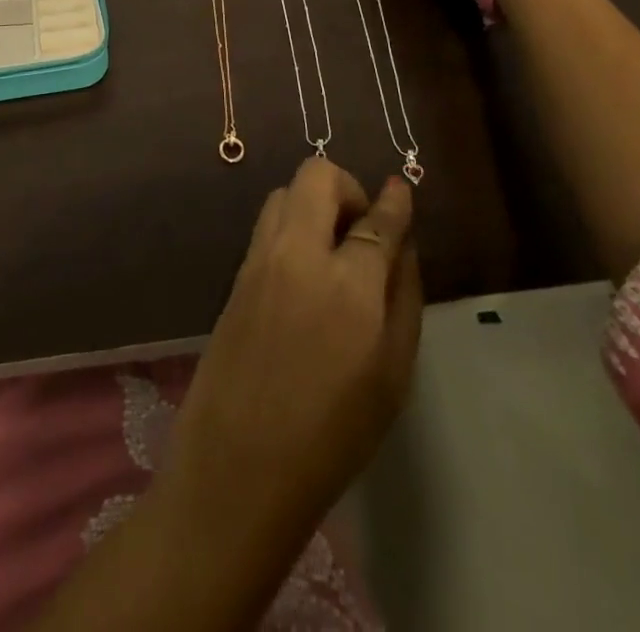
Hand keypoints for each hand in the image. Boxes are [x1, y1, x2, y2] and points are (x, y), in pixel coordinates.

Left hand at [161, 159, 421, 546]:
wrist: (238, 464)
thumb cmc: (332, 434)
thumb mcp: (392, 375)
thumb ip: (404, 298)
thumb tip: (404, 246)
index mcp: (348, 284)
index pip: (376, 219)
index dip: (394, 201)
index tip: (400, 190)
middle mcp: (298, 254)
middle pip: (318, 176)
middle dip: (347, 188)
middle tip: (361, 229)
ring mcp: (259, 258)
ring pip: (285, 192)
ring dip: (313, 202)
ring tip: (331, 250)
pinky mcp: (235, 273)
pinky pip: (267, 225)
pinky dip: (291, 226)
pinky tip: (303, 271)